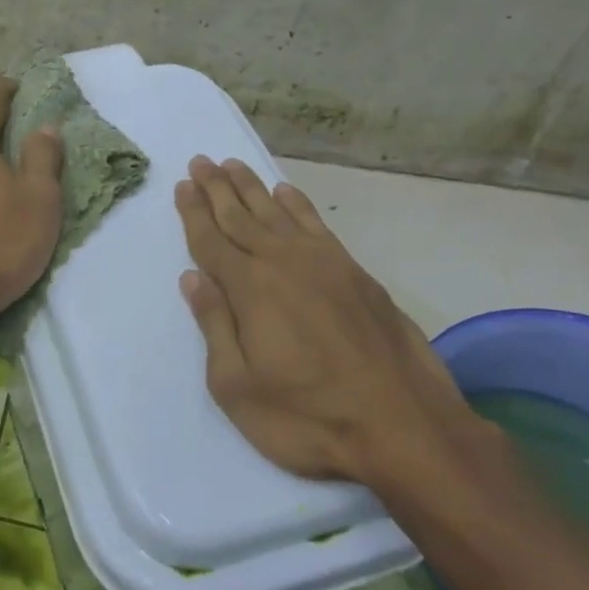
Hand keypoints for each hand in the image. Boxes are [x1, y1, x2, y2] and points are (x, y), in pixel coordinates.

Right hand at [174, 156, 476, 485]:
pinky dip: (297, 205)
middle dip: (217, 189)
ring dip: (252, 188)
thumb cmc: (308, 418)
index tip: (183, 185)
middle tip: (201, 161)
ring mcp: (325, 265)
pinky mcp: (356, 274)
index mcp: (250, 289)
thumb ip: (214, 326)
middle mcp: (284, 264)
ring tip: (233, 165)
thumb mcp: (237, 387)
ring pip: (277, 214)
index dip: (193, 213)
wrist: (404, 428)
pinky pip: (316, 225)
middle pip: (241, 217)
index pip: (211, 241)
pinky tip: (286, 193)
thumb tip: (192, 278)